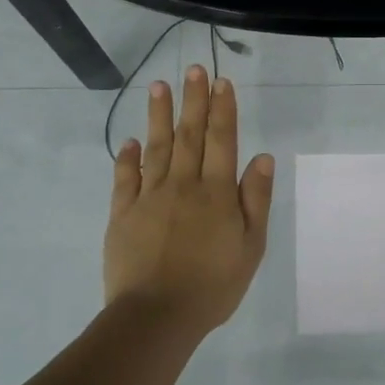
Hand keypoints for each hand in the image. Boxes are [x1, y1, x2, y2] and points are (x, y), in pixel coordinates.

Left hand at [104, 65, 274, 335]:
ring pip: (156, 148)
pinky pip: (125, 179)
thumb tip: (261, 157)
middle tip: (193, 69)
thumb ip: (255, 199)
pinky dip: (128, 157)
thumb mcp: (251, 246)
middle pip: (189, 135)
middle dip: (193, 100)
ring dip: (159, 115)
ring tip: (159, 86)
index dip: (223, 109)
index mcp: (216, 192)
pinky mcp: (123, 215)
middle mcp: (183, 185)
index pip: (221, 140)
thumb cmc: (214, 284)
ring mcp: (149, 198)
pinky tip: (130, 140)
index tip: (222, 82)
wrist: (157, 316)